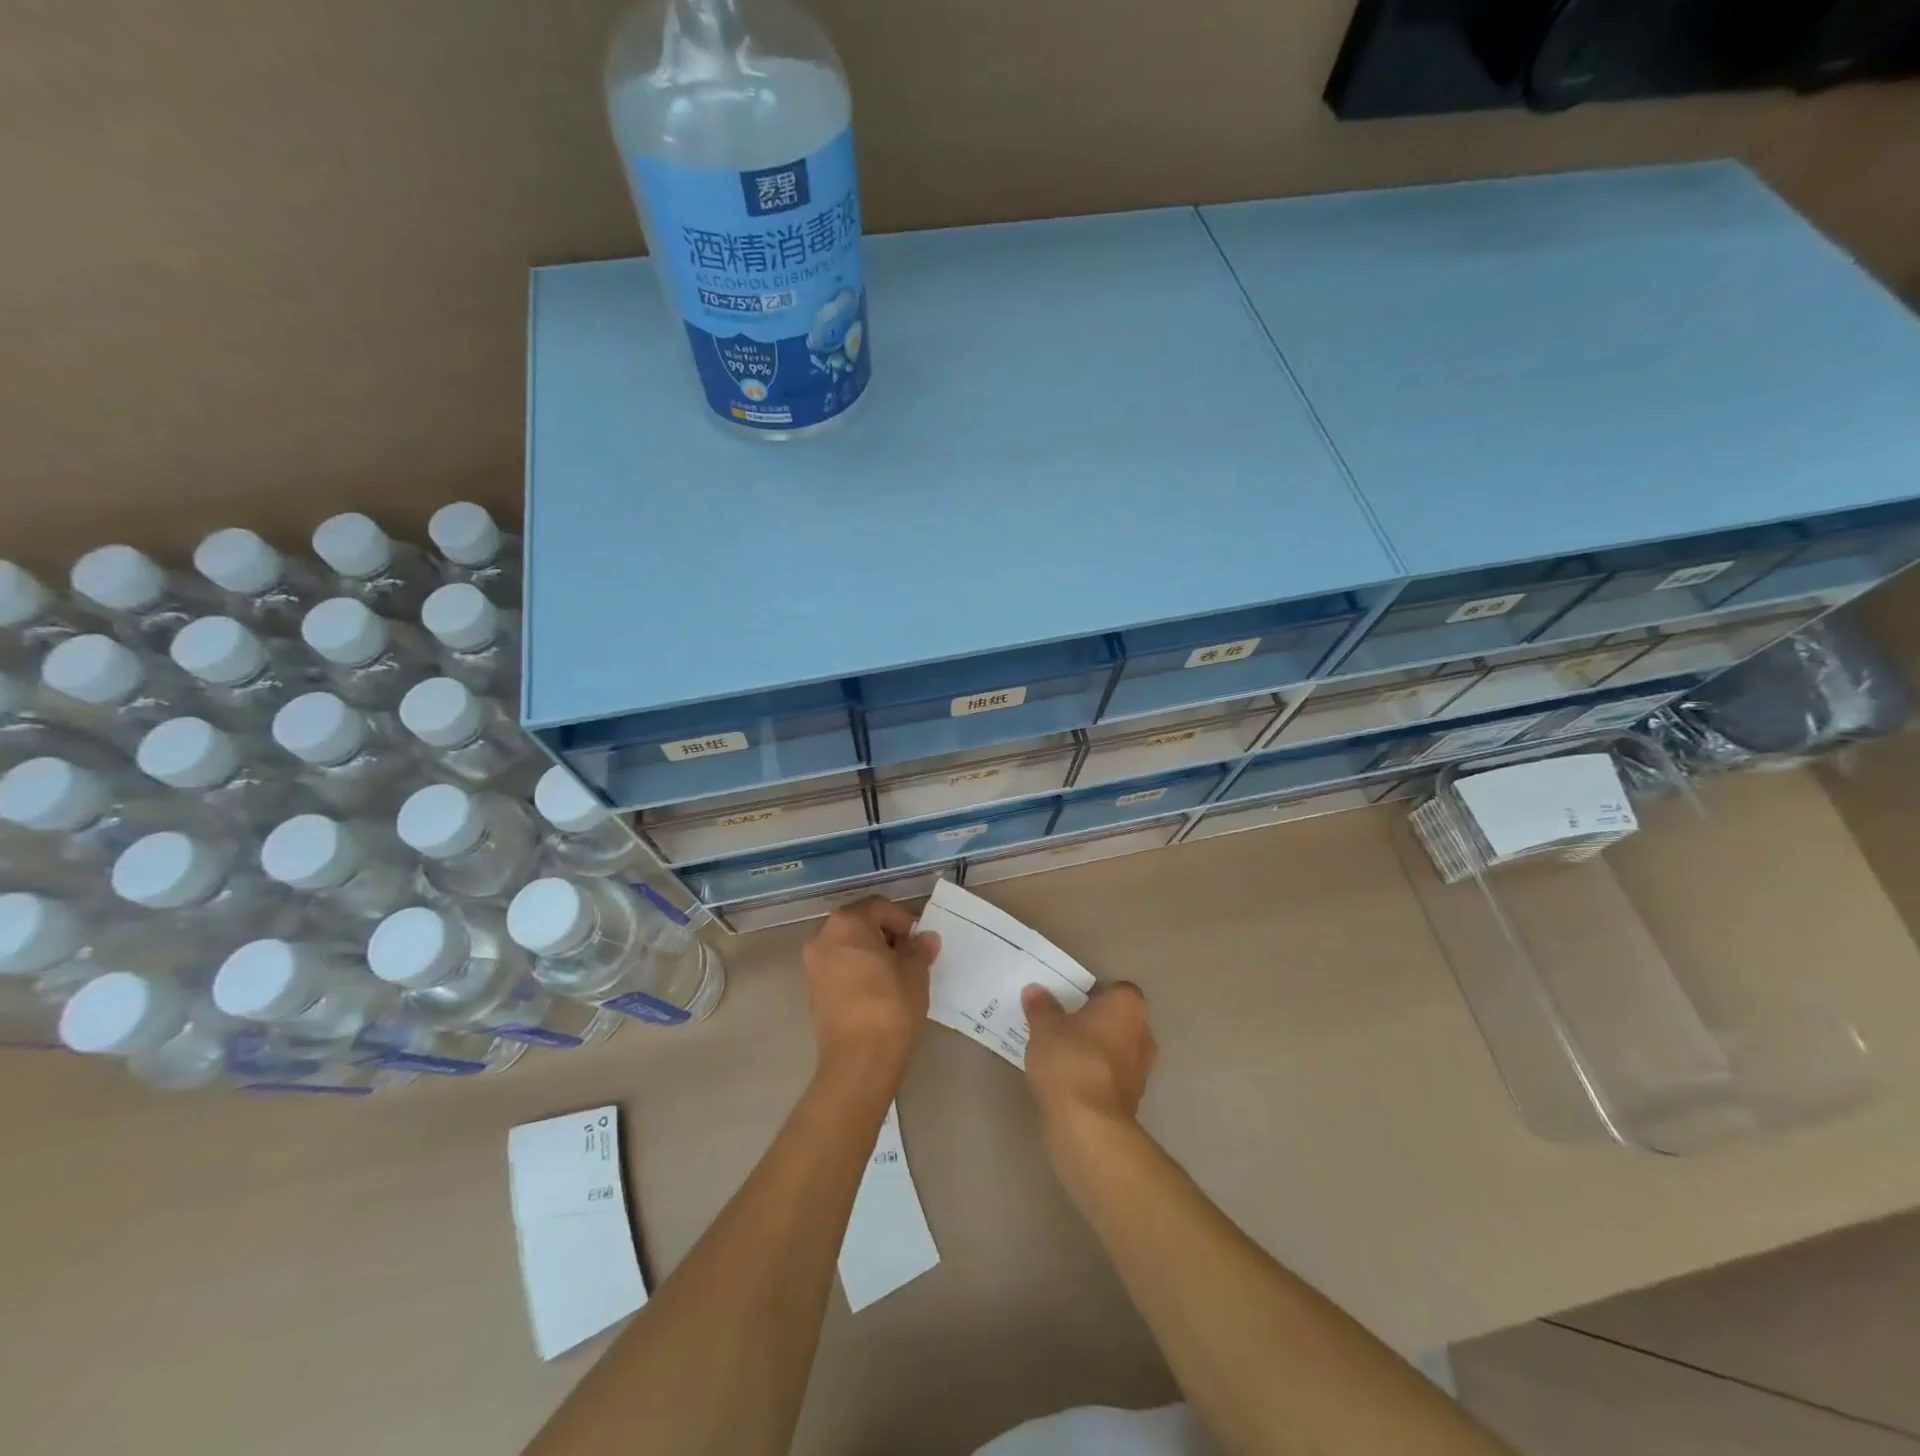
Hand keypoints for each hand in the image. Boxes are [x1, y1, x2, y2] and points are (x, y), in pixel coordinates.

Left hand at [801, 897, 939, 1083]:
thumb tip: (926, 939)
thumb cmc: (890, 1004)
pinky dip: (858, 972)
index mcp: (846, 923)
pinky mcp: (813, 993)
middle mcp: (822, 938)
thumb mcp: (915, 972)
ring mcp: (813, 967)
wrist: (859, 1059)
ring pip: (848, 948)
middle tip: (910, 954)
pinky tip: (879, 991)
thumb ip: (919, 949)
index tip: (920, 939)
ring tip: (897, 974)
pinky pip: (839, 970)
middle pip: (859, 924)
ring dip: (871, 954)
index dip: (903, 919)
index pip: (878, 906)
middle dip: (886, 935)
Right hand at [1021, 982, 1156, 1137]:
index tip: (1070, 1002)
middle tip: (1063, 1025)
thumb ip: (1041, 1006)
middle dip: (1095, 1023)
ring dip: (1096, 1051)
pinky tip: (1069, 1081)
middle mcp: (1143, 1034)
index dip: (1094, 994)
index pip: (1116, 990)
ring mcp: (1141, 1070)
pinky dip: (1094, 1077)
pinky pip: (1110, 1078)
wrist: (1088, 1125)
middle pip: (1118, 1020)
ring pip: (1116, 1050)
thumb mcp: (1044, 1026)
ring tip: (1062, 1055)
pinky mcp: (1132, 1101)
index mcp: (1128, 1006)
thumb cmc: (1070, 1060)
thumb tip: (1035, 991)